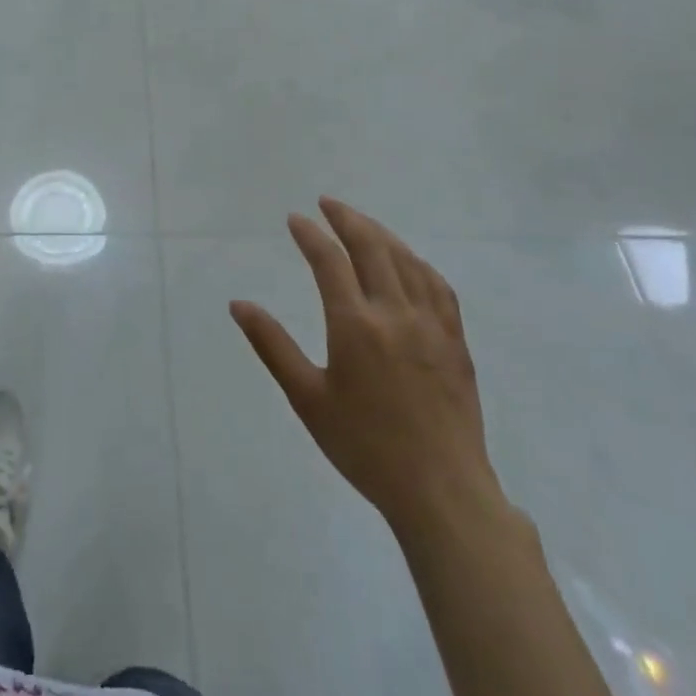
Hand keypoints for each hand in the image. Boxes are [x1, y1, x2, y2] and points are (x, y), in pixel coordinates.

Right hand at [231, 199, 502, 537]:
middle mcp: (395, 313)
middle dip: (346, 218)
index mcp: (355, 325)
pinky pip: (438, 286)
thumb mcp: (307, 398)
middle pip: (372, 247)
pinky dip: (417, 262)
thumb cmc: (364, 446)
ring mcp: (431, 325)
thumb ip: (272, 345)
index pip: (330, 261)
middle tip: (326, 204)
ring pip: (407, 260)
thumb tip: (239, 304)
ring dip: (381, 234)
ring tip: (361, 223)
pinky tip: (409, 261)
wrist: (441, 491)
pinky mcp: (455, 341)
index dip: (310, 235)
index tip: (295, 219)